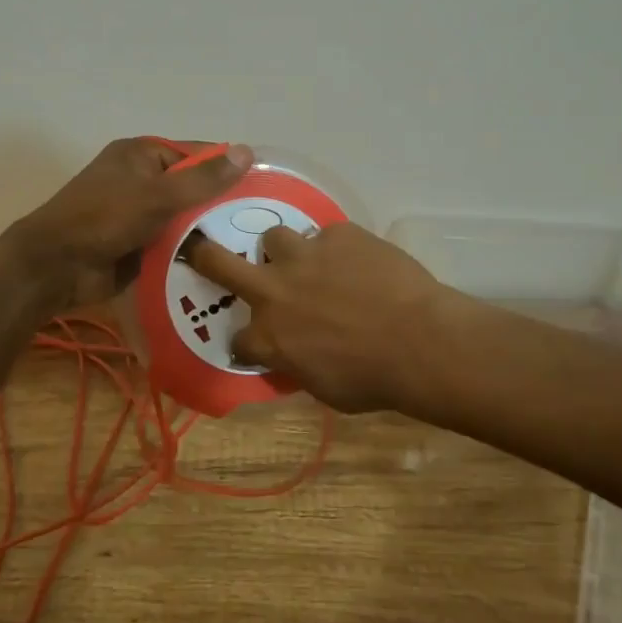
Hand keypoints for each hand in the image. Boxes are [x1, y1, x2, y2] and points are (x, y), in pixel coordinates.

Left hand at [9, 138, 252, 309]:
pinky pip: (172, 243)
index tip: (264, 188)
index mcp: (142, 155)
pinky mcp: (138, 244)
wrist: (54, 267)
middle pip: (193, 188)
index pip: (197, 154)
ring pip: (185, 219)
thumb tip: (247, 152)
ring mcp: (139, 214)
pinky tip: (223, 265)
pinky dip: (190, 252)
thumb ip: (203, 179)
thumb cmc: (103, 219)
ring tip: (251, 248)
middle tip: (262, 223)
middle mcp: (142, 179)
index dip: (228, 168)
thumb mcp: (157, 195)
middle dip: (221, 205)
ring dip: (207, 232)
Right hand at [187, 223, 455, 412]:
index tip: (259, 343)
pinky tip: (362, 264)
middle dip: (204, 255)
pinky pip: (329, 236)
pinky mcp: (338, 234)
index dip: (248, 342)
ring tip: (311, 262)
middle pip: (220, 262)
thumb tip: (295, 355)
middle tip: (202, 250)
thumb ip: (297, 365)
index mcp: (268, 336)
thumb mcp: (324, 388)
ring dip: (286, 252)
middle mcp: (274, 290)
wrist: (420, 342)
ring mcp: (304, 255)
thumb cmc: (372, 379)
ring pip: (275, 238)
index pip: (237, 339)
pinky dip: (338, 250)